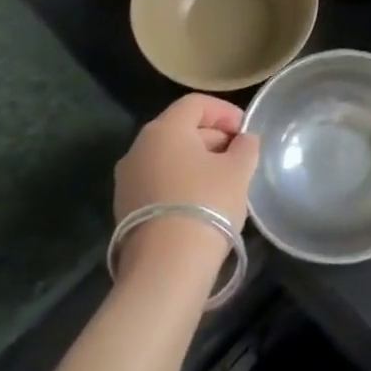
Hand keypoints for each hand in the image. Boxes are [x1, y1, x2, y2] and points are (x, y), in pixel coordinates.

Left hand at [112, 94, 259, 272]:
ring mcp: (127, 179)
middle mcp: (138, 148)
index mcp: (164, 130)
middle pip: (180, 128)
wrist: (166, 266)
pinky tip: (202, 202)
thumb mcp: (238, 170)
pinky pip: (158, 180)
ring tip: (224, 181)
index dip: (225, 111)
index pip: (196, 104)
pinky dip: (181, 181)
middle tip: (239, 157)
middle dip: (213, 137)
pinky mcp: (125, 207)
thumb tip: (243, 140)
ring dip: (197, 161)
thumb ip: (245, 147)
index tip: (245, 132)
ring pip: (168, 156)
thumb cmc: (207, 204)